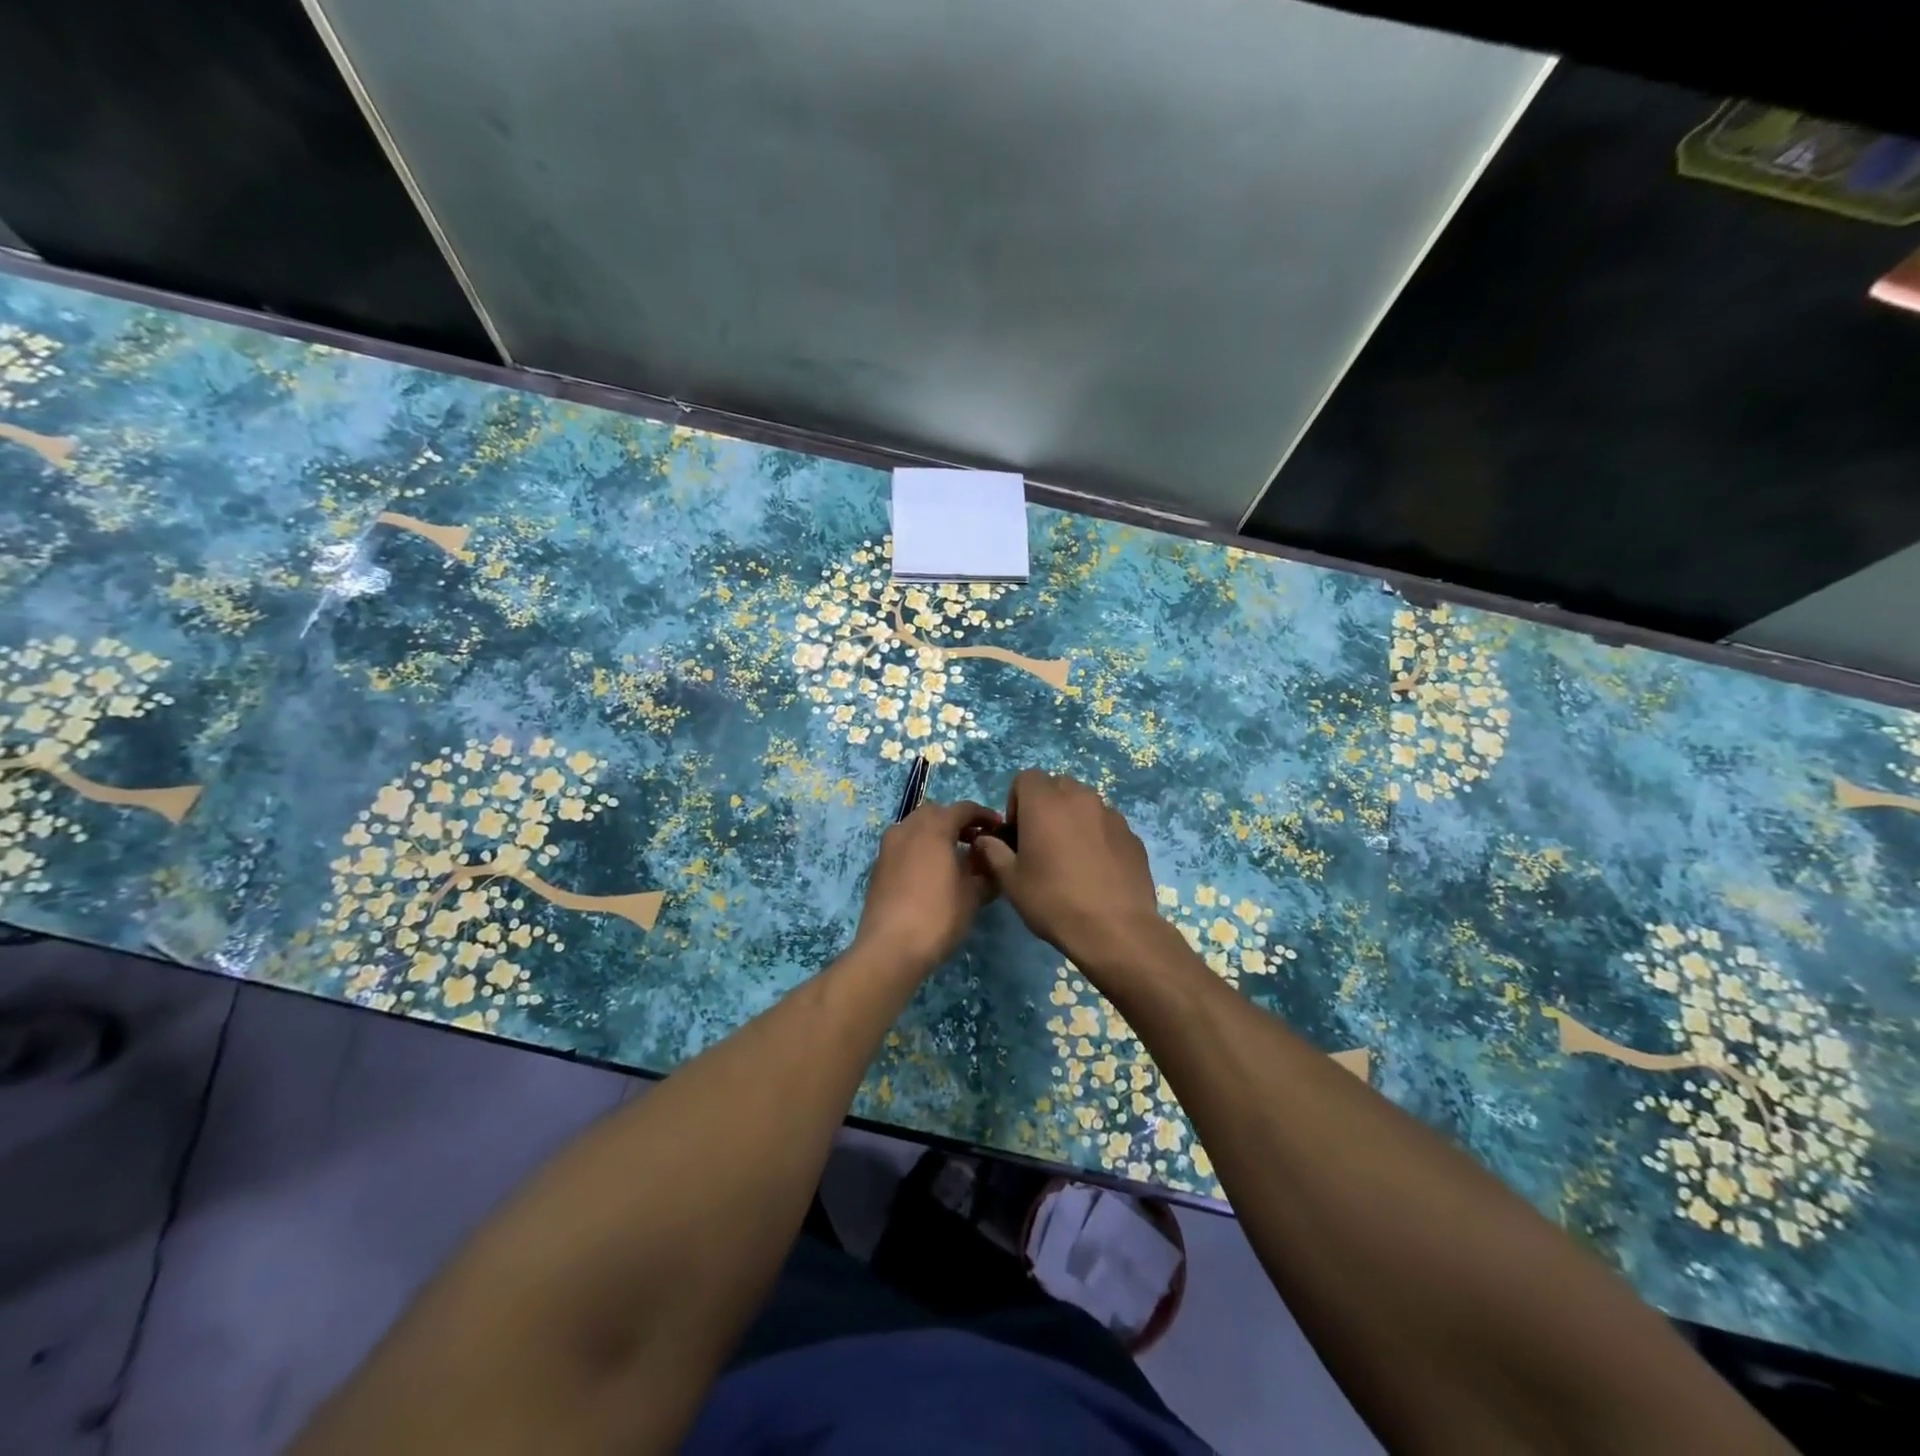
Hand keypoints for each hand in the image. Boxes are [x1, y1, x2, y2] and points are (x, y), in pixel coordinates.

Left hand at [853, 799, 1001, 974]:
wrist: (889, 948)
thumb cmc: (938, 916)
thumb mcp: (973, 895)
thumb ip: (984, 871)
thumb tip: (990, 862)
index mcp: (933, 828)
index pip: (963, 809)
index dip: (984, 816)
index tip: (999, 829)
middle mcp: (907, 829)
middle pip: (936, 813)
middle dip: (956, 821)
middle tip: (976, 840)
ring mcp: (888, 847)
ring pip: (916, 827)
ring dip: (936, 834)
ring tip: (955, 856)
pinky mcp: (879, 866)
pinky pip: (904, 845)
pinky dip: (920, 848)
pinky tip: (932, 872)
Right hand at [969, 771, 1165, 972]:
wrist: (1115, 929)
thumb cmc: (1053, 901)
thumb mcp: (1011, 881)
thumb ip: (993, 852)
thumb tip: (985, 840)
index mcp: (1045, 803)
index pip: (1026, 778)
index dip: (1017, 801)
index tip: (1018, 833)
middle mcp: (1080, 798)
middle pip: (1057, 786)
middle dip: (1045, 806)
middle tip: (1041, 842)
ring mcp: (1111, 814)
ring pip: (1084, 803)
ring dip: (1073, 818)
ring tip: (1071, 856)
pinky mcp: (1132, 834)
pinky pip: (1106, 823)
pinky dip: (1097, 835)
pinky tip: (1096, 869)